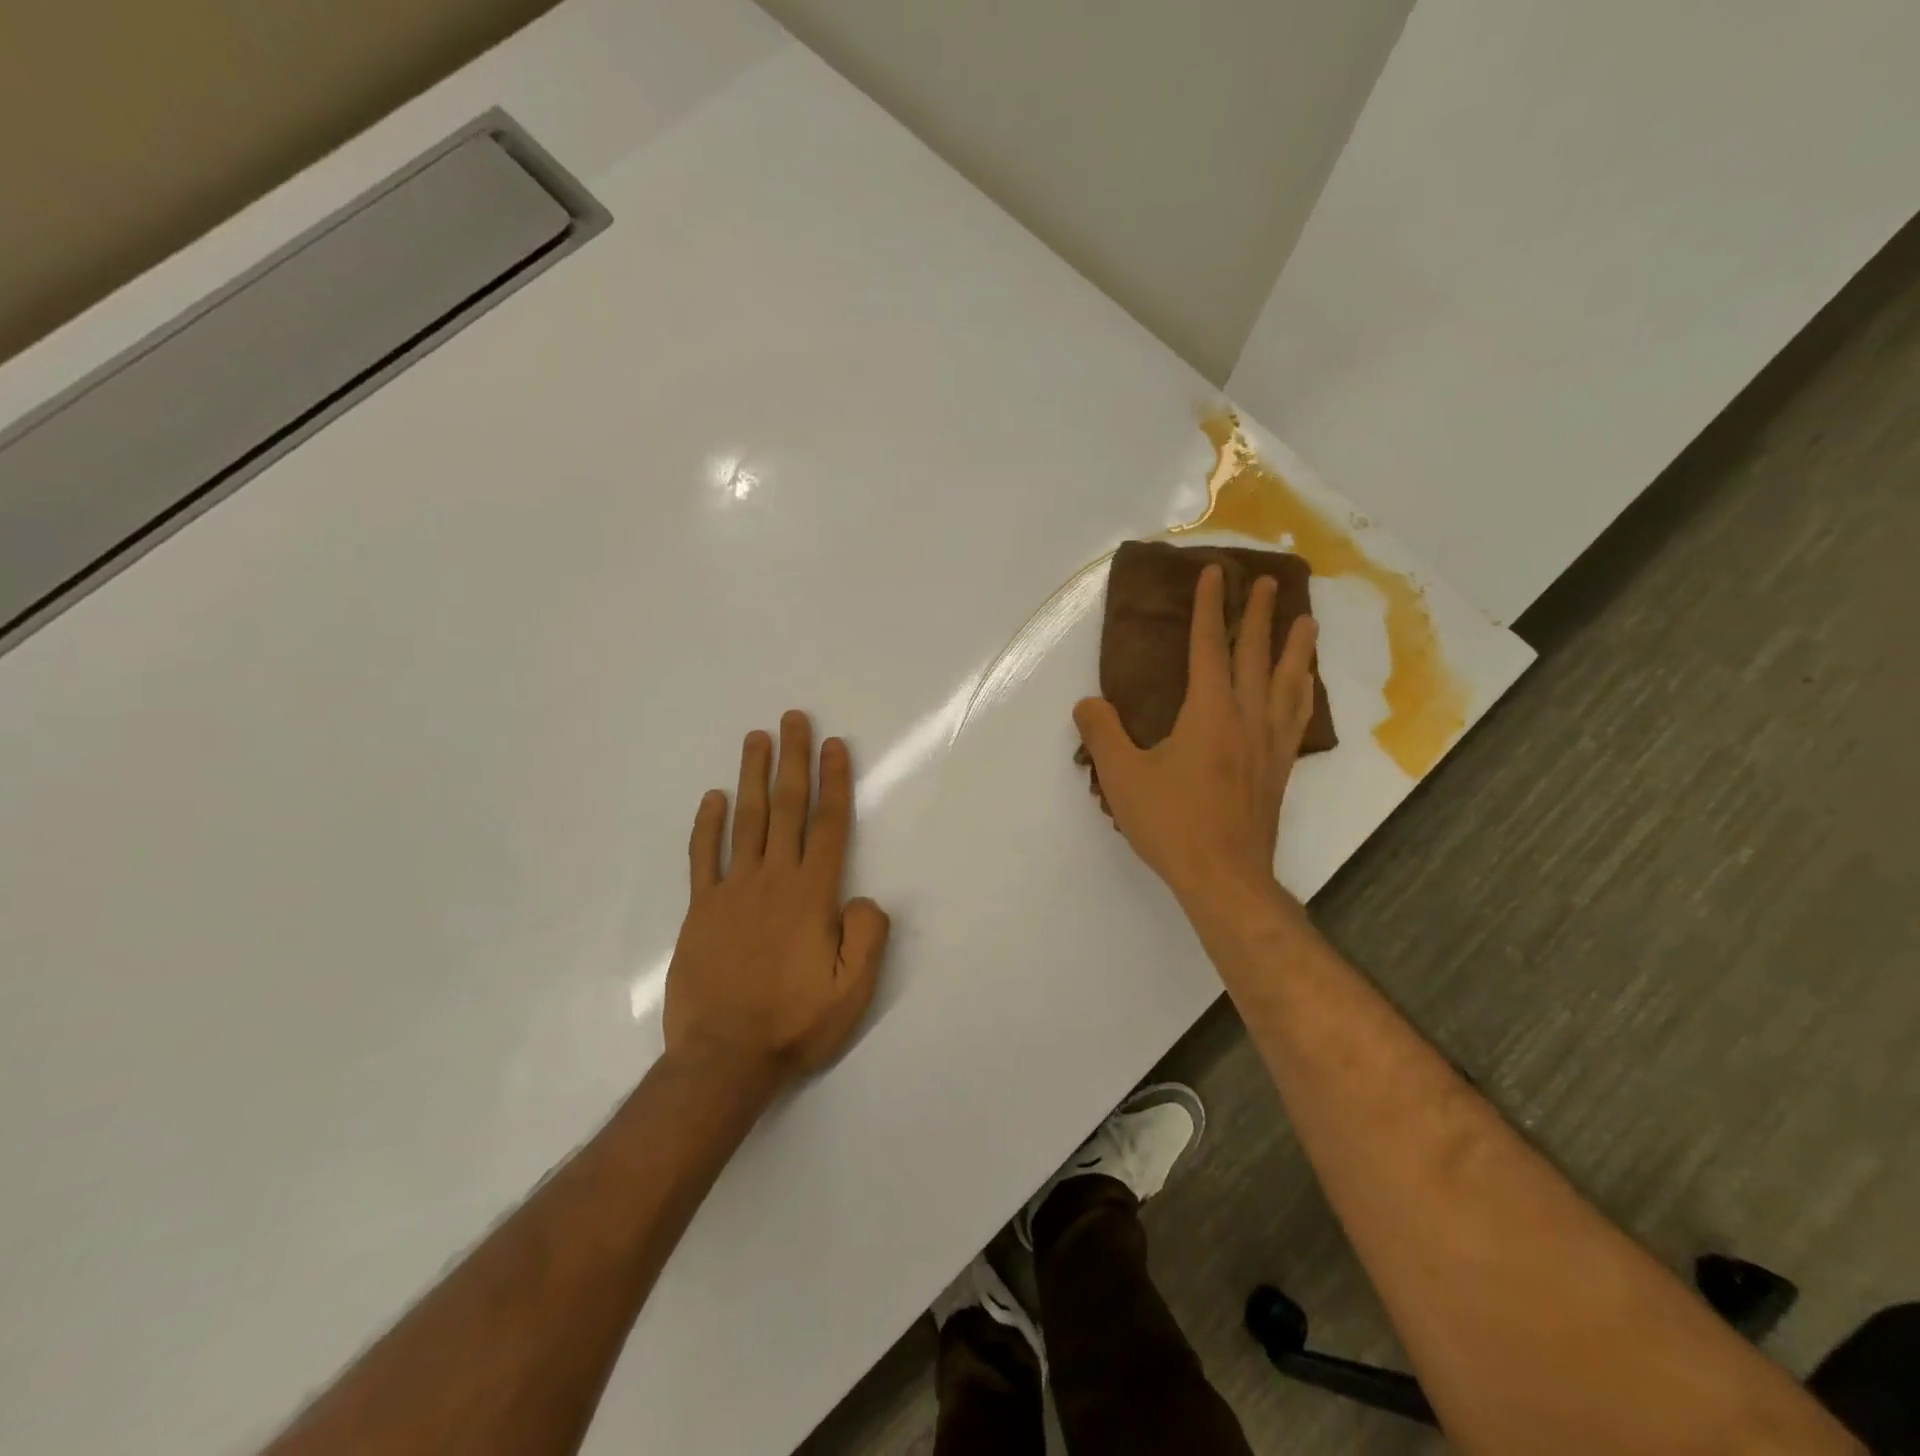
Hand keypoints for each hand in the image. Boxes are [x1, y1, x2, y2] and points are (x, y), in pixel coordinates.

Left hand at [663, 710, 890, 1088]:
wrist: (723, 1057)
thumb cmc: (794, 1022)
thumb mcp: (854, 990)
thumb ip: (867, 936)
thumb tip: (863, 897)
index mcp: (811, 894)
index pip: (828, 824)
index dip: (833, 781)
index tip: (833, 744)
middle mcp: (772, 880)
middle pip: (785, 808)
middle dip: (792, 760)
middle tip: (791, 719)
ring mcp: (731, 891)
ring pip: (745, 821)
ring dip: (752, 776)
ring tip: (755, 738)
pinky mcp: (700, 910)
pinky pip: (703, 857)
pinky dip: (707, 825)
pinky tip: (712, 798)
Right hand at [1073, 564, 1319, 906]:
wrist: (1224, 876)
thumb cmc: (1171, 823)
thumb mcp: (1122, 777)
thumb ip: (1103, 735)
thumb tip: (1087, 704)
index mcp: (1209, 713)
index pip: (1209, 647)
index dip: (1209, 608)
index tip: (1214, 573)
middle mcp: (1246, 718)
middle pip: (1256, 655)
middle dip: (1259, 615)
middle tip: (1269, 581)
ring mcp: (1269, 743)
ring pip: (1288, 682)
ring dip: (1296, 647)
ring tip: (1306, 621)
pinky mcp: (1280, 768)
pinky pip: (1297, 716)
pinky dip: (1302, 691)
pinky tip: (1304, 689)